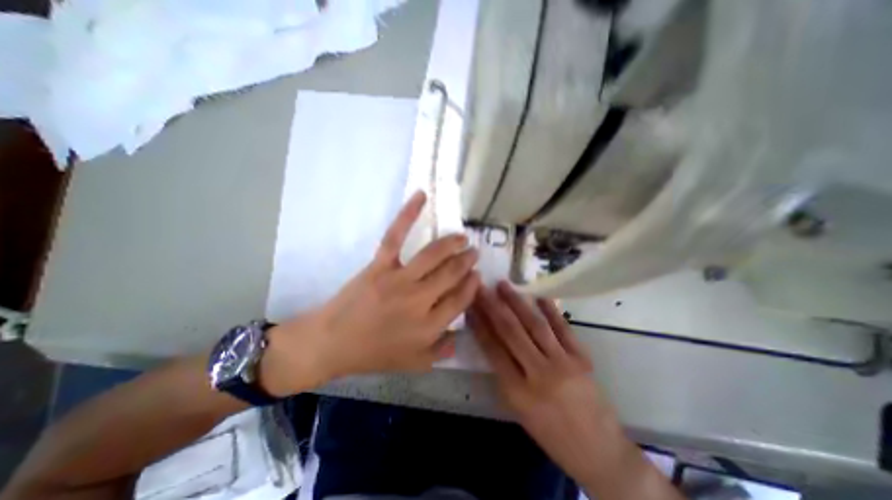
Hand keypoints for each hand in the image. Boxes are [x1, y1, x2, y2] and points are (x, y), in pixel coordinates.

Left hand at [259, 189, 481, 393]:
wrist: (332, 342)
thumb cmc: (374, 354)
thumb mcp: (413, 363)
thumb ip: (441, 351)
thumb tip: (461, 336)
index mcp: (429, 326)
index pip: (461, 300)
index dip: (472, 285)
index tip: (477, 275)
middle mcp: (419, 300)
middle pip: (451, 274)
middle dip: (467, 261)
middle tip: (474, 252)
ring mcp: (399, 279)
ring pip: (433, 254)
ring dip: (452, 243)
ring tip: (463, 237)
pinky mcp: (380, 265)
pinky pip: (396, 235)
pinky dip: (409, 213)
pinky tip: (421, 196)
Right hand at [469, 283, 621, 485]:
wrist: (600, 452)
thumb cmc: (552, 434)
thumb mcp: (519, 410)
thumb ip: (505, 375)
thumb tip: (492, 340)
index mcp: (518, 393)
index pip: (493, 350)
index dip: (480, 325)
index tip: (471, 306)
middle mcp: (539, 374)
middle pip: (511, 332)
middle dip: (493, 307)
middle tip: (482, 288)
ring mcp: (563, 363)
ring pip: (534, 325)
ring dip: (517, 302)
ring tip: (503, 285)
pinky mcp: (583, 358)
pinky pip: (563, 329)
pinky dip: (551, 311)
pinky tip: (540, 296)